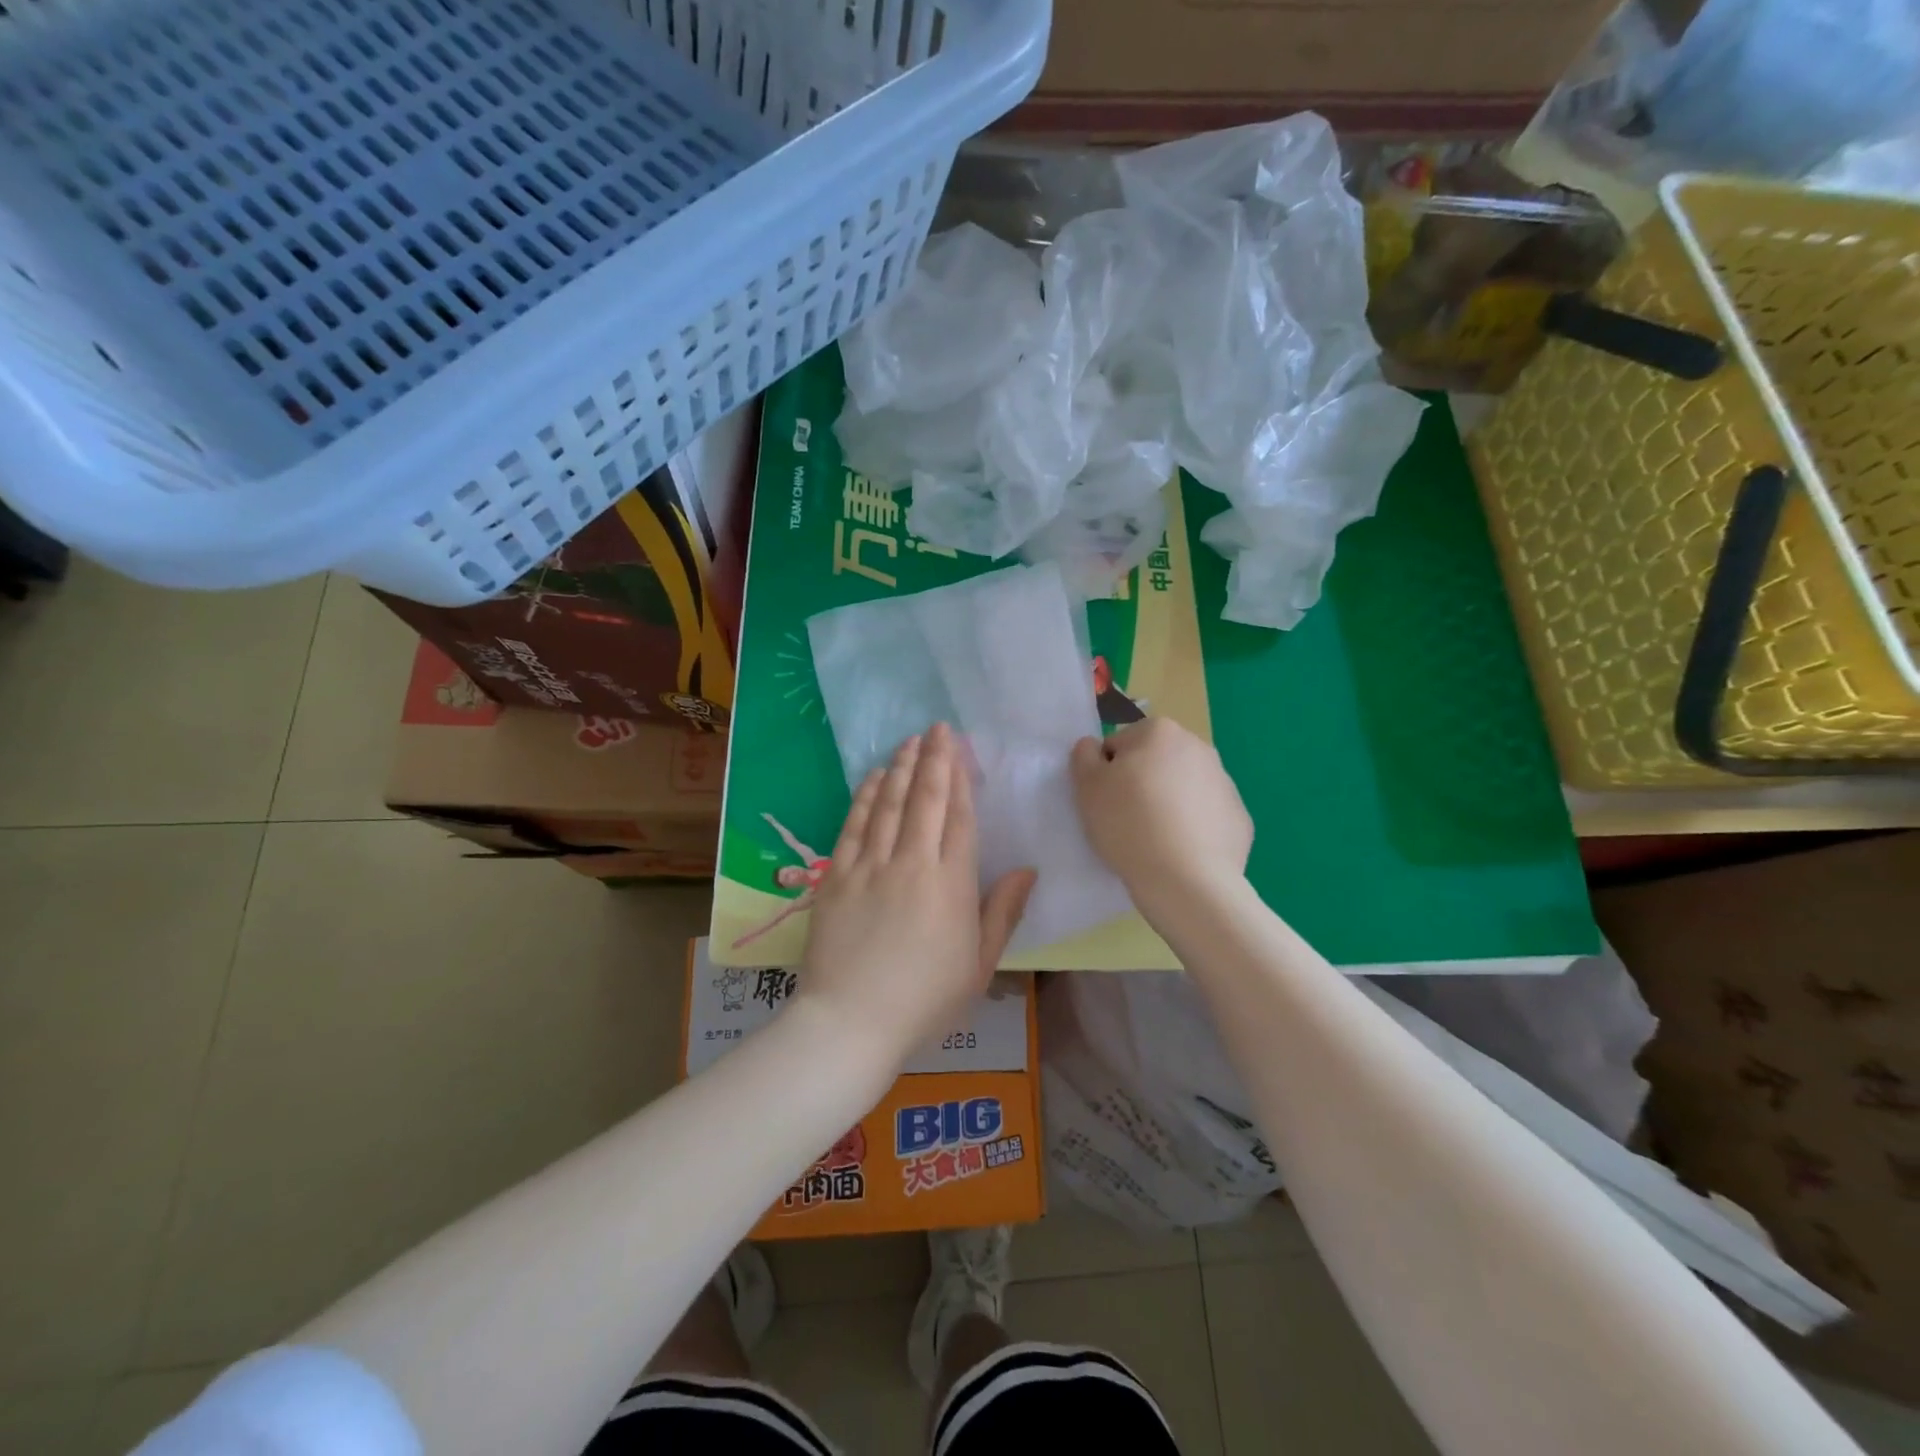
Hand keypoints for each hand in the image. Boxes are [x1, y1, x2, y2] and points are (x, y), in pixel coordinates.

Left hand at [799, 722, 1034, 1068]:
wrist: (850, 1022)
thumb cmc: (924, 1000)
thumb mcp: (979, 965)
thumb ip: (1002, 912)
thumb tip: (1028, 870)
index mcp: (951, 884)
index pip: (959, 817)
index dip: (960, 779)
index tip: (960, 749)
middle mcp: (911, 863)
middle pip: (924, 799)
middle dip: (932, 759)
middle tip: (936, 727)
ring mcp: (869, 867)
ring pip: (887, 804)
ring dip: (899, 768)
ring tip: (908, 741)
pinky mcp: (835, 876)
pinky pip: (853, 825)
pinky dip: (864, 797)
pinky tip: (871, 777)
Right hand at [1070, 718, 1251, 916]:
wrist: (1186, 880)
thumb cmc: (1128, 824)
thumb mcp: (1087, 786)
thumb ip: (1084, 755)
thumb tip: (1095, 747)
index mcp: (1160, 731)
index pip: (1119, 746)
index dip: (1107, 774)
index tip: (1106, 801)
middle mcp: (1199, 747)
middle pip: (1154, 763)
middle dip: (1141, 784)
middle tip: (1126, 820)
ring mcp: (1225, 782)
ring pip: (1182, 789)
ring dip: (1167, 804)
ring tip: (1153, 840)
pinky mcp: (1239, 817)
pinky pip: (1205, 817)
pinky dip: (1192, 828)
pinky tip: (1180, 852)